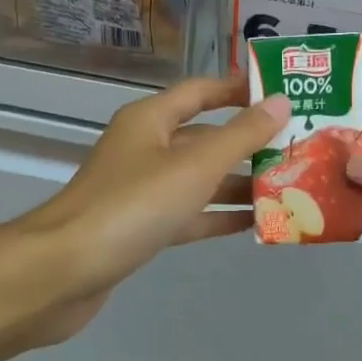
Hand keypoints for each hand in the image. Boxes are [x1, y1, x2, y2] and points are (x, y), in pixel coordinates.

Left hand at [1, 75, 289, 347]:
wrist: (64, 272)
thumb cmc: (132, 206)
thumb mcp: (194, 166)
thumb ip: (240, 136)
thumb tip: (281, 102)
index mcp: (150, 120)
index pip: (201, 91)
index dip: (238, 89)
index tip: (280, 92)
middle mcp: (145, 148)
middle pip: (204, 137)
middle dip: (248, 142)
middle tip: (297, 146)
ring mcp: (142, 190)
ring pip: (199, 179)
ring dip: (239, 183)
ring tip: (289, 186)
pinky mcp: (142, 228)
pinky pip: (190, 214)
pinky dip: (219, 216)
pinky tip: (256, 222)